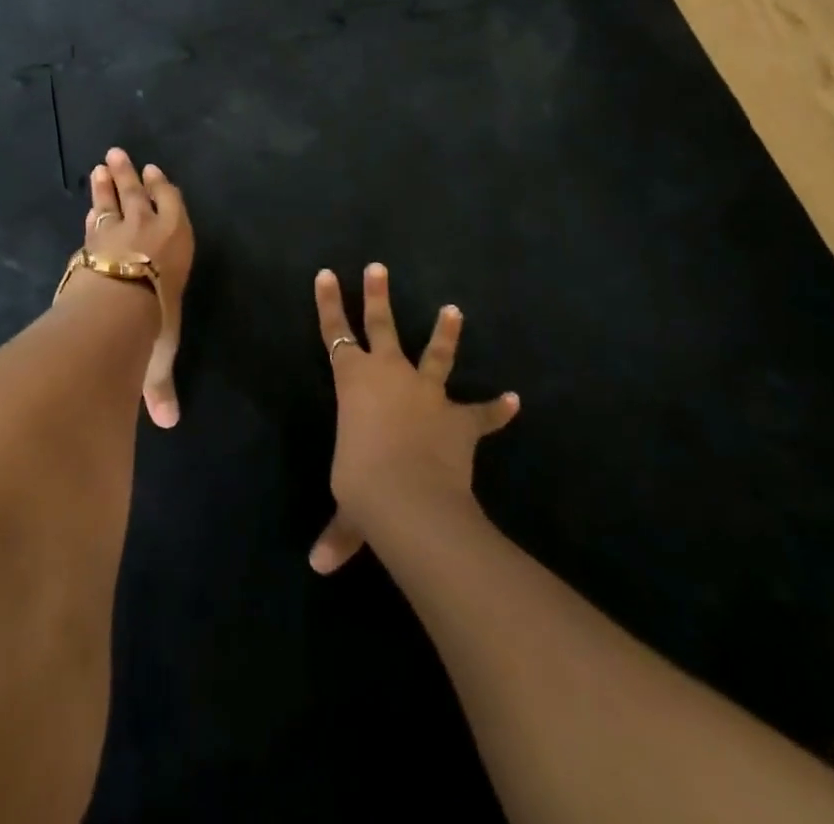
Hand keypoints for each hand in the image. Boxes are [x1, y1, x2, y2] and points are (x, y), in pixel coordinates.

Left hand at [83, 147, 193, 428]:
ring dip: (108, 182)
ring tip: (102, 164)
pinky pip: (93, 218)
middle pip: (139, 195)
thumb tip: (168, 423)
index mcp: (175, 248)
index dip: (163, 191)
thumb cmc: (153, 323)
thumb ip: (159, 385)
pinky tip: (87, 202)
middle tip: (119, 155)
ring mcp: (116, 232)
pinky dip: (91, 207)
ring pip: (113, 200)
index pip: (172, 209)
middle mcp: (149, 231)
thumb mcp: (160, 355)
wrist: (117, 307)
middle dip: (130, 177)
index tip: (155, 172)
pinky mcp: (90, 241)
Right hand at [309, 263, 517, 573]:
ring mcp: (426, 392)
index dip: (327, 303)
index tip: (326, 273)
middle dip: (377, 295)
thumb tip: (319, 566)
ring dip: (445, 333)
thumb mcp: (348, 508)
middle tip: (379, 267)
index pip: (333, 333)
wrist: (410, 496)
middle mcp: (388, 374)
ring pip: (434, 353)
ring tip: (454, 309)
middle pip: (380, 324)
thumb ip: (339, 532)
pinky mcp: (458, 418)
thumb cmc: (363, 485)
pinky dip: (497, 408)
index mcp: (353, 381)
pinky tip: (513, 400)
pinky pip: (481, 412)